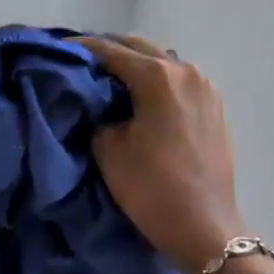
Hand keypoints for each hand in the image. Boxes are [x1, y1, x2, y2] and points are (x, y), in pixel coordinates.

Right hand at [74, 35, 244, 273]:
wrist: (203, 226)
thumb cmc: (151, 187)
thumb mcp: (108, 149)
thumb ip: (99, 115)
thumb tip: (102, 104)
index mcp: (157, 77)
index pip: (110, 51)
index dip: (81, 48)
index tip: (58, 49)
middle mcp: (185, 71)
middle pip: (140, 48)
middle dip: (110, 50)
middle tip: (82, 61)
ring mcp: (206, 87)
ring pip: (162, 61)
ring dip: (136, 64)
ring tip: (110, 78)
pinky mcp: (215, 106)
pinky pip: (179, 81)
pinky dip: (157, 80)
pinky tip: (142, 96)